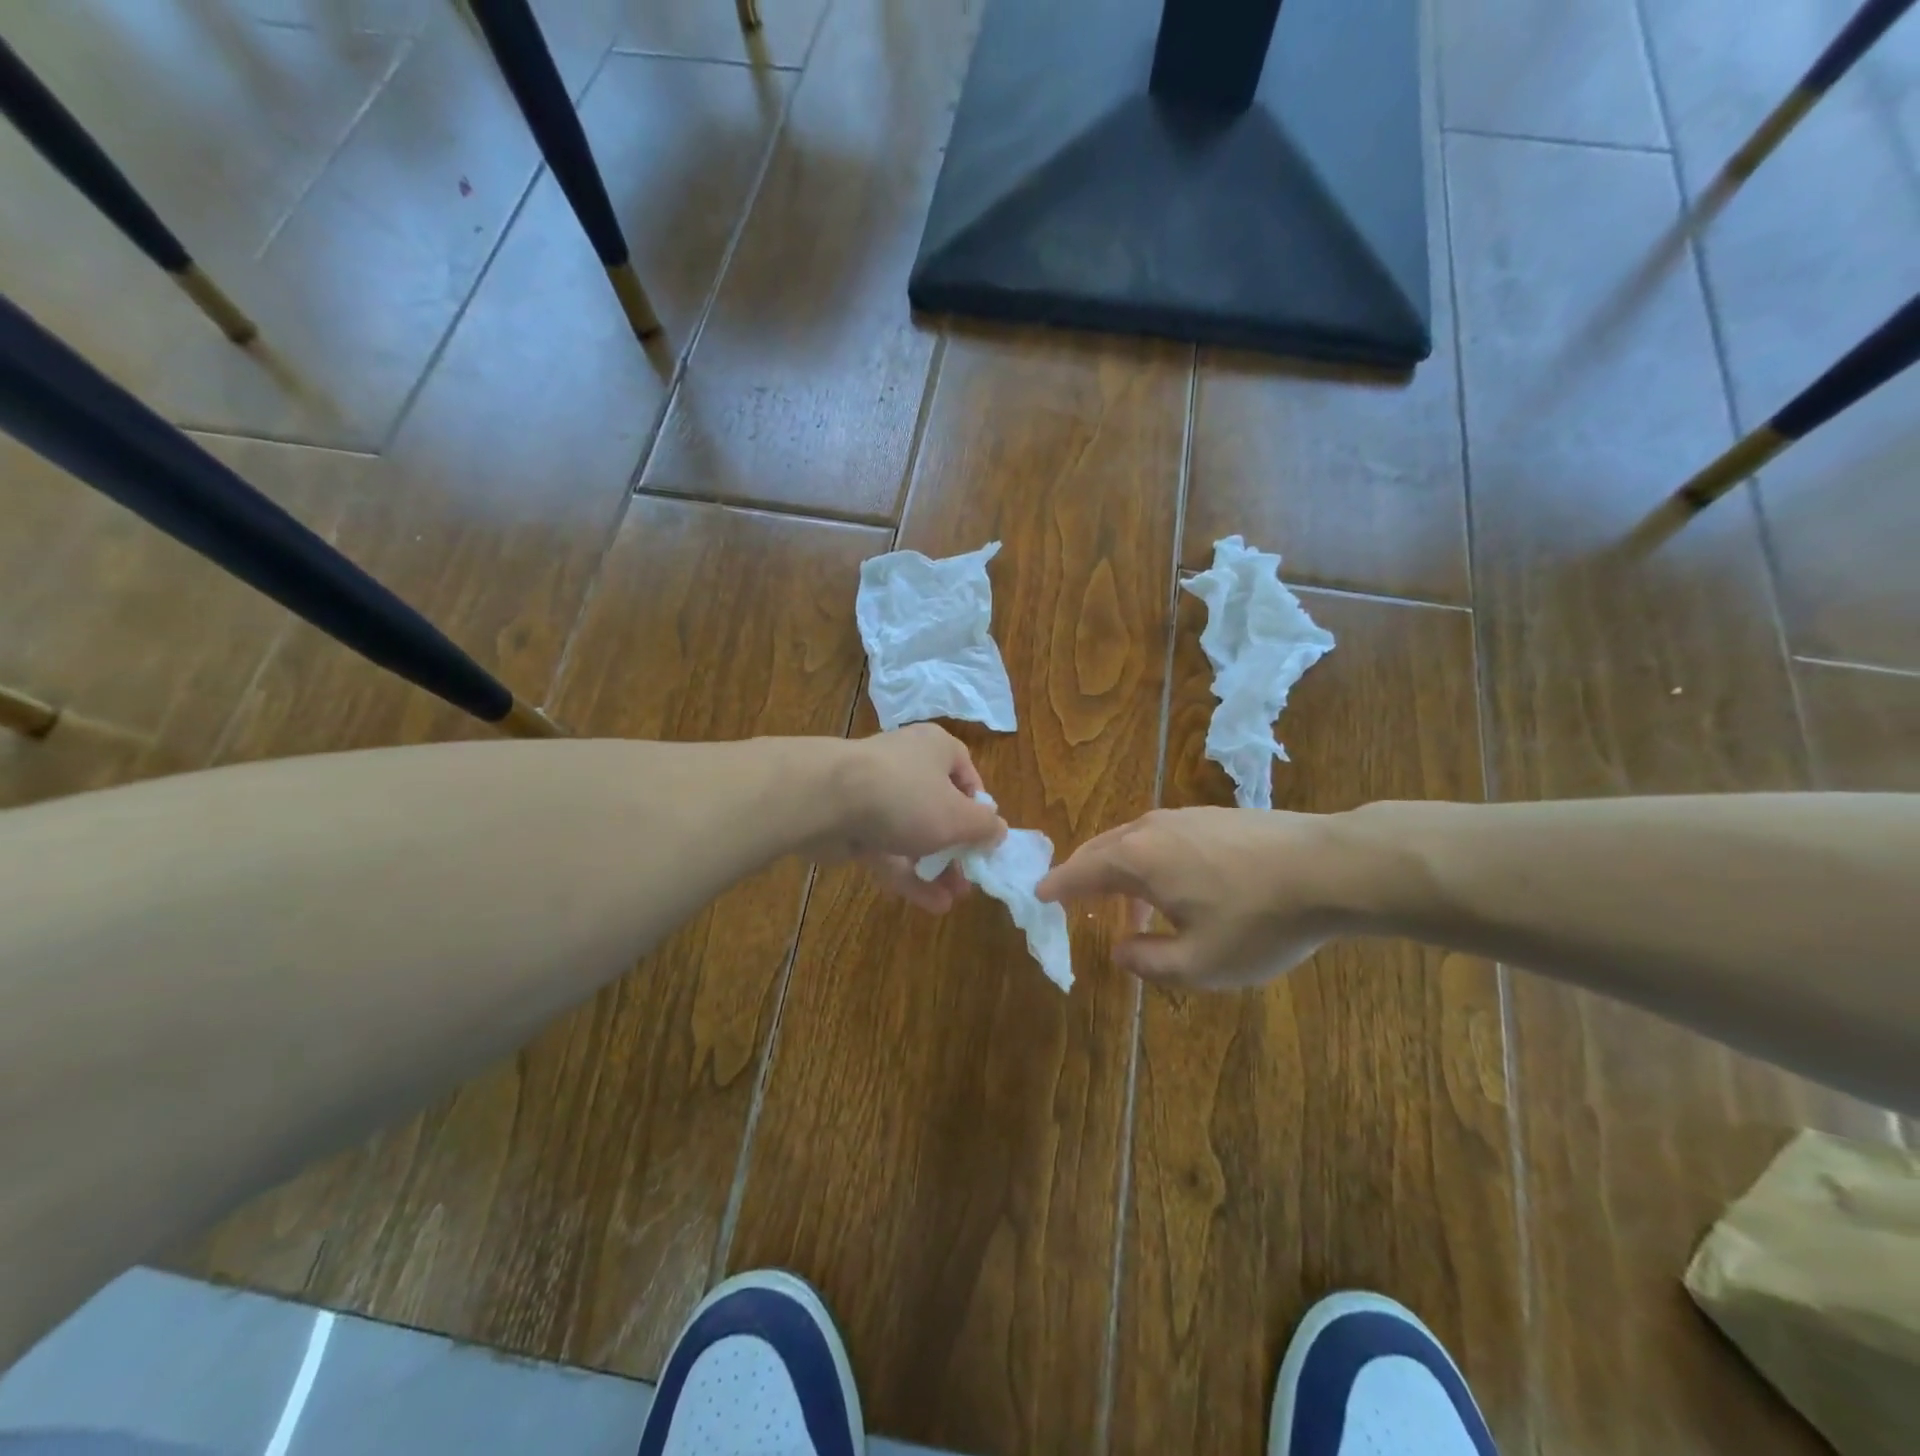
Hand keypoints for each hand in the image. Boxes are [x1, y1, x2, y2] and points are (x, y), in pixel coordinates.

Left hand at [823, 725, 1006, 912]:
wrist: (827, 800)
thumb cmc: (907, 797)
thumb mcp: (958, 817)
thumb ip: (984, 827)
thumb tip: (999, 830)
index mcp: (937, 749)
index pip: (966, 774)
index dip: (978, 808)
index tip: (985, 838)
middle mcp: (908, 765)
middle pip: (939, 807)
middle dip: (957, 848)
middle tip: (970, 877)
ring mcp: (877, 795)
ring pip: (913, 833)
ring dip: (935, 867)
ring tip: (954, 898)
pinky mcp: (854, 824)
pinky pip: (888, 849)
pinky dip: (908, 875)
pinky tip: (931, 904)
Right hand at [1037, 807, 1360, 988]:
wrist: (1331, 867)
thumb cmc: (1258, 920)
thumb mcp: (1200, 963)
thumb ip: (1148, 962)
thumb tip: (1119, 949)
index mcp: (1137, 858)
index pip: (1080, 870)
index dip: (1056, 886)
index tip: (1037, 896)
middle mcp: (1152, 828)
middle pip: (1102, 848)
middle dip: (1084, 876)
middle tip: (1072, 899)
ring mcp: (1187, 816)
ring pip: (1135, 842)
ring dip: (1121, 873)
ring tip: (1131, 911)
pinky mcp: (1216, 816)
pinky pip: (1163, 839)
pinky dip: (1150, 863)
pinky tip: (1177, 889)